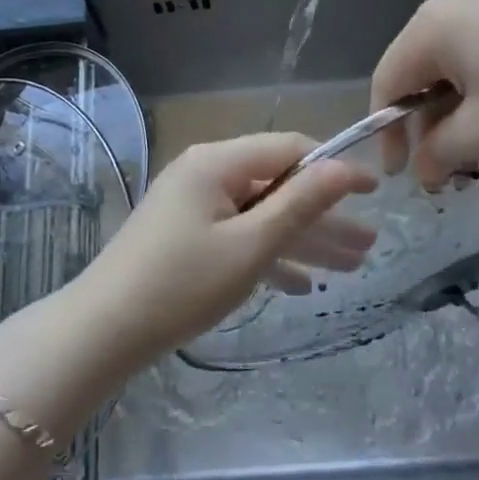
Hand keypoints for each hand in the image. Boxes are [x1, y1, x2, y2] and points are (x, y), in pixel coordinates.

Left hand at [69, 133, 377, 368]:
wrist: (103, 331)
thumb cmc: (183, 284)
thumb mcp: (251, 244)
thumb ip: (301, 203)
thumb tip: (345, 167)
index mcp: (217, 162)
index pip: (288, 148)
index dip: (333, 167)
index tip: (374, 191)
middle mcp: (205, 173)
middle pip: (276, 186)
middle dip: (323, 216)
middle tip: (369, 246)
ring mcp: (192, 205)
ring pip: (259, 215)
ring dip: (302, 240)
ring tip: (351, 267)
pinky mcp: (184, 235)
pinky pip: (236, 236)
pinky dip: (267, 255)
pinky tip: (301, 286)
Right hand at [371, 0, 478, 185]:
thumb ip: (438, 152)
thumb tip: (422, 167)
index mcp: (431, 25)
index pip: (388, 81)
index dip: (386, 131)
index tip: (400, 173)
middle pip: (421, 65)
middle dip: (426, 117)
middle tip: (446, 161)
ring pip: (457, 53)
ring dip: (458, 100)